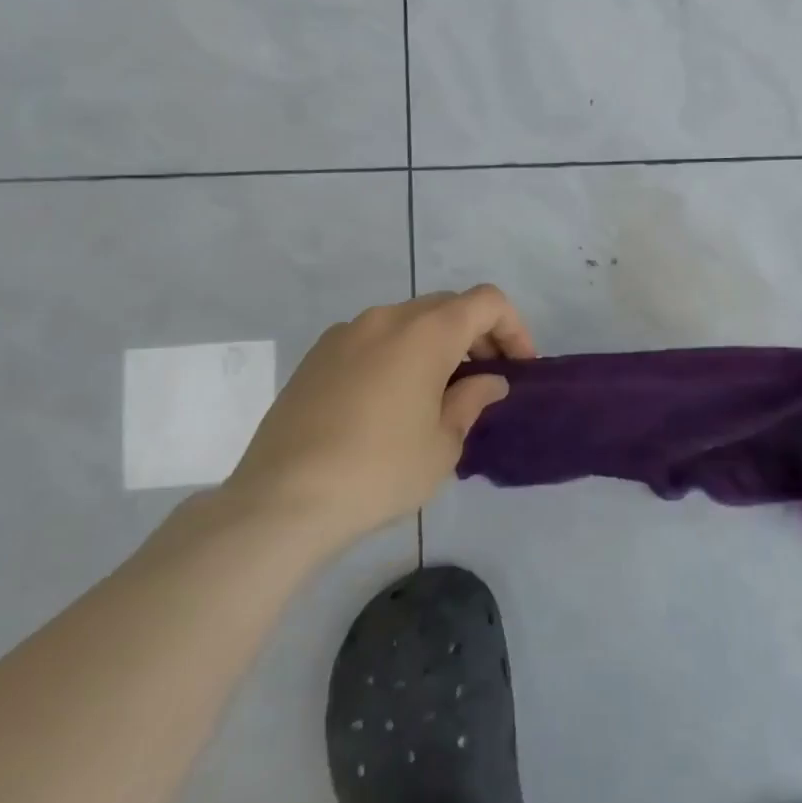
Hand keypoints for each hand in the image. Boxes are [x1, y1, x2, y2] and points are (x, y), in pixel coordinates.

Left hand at [226, 285, 533, 550]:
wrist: (282, 500)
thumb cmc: (380, 470)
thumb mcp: (444, 443)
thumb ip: (471, 400)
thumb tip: (488, 381)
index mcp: (426, 332)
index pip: (487, 302)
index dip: (513, 328)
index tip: (519, 368)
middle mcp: (386, 318)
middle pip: (448, 306)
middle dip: (476, 335)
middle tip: (485, 380)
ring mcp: (345, 334)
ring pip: (408, 321)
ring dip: (436, 345)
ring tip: (439, 393)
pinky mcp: (315, 357)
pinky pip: (373, 340)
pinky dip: (398, 355)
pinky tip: (392, 402)